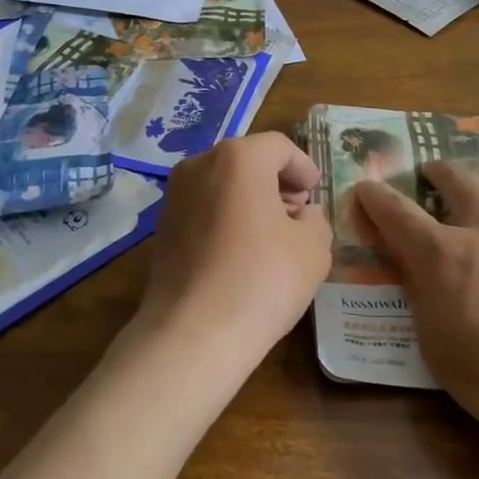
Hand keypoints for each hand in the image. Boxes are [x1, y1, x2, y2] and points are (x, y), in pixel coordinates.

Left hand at [138, 133, 332, 368]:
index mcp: (238, 157)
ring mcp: (175, 193)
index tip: (315, 194)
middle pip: (247, 160)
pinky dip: (225, 216)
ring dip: (249, 198)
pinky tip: (240, 251)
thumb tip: (303, 214)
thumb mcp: (313, 249)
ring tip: (271, 235)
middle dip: (276, 181)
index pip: (279, 147)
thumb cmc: (261, 280)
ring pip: (222, 182)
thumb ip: (316, 220)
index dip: (303, 167)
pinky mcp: (162, 224)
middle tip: (298, 212)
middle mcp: (200, 163)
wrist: (192, 332)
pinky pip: (203, 206)